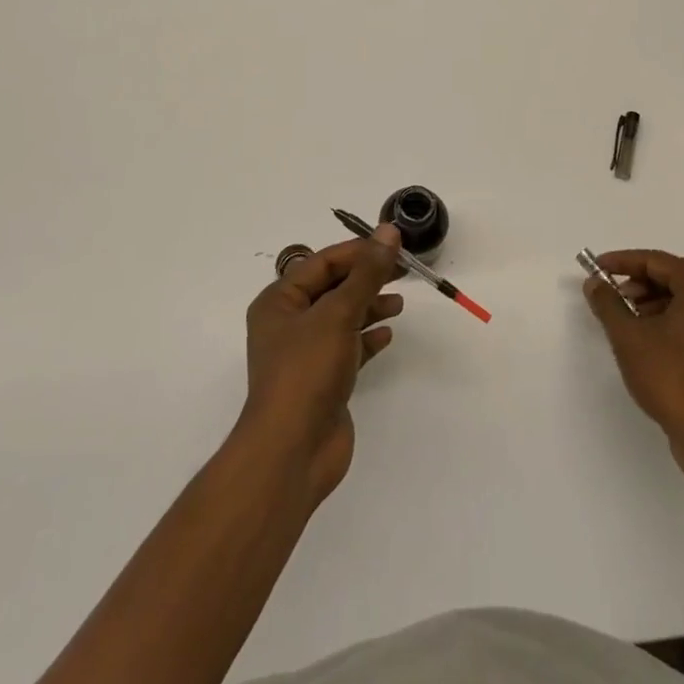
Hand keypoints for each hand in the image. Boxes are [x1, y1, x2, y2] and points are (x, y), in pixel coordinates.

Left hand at [240, 225, 404, 503]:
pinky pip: (348, 347)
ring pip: (342, 317)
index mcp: (279, 301)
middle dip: (366, 278)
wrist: (292, 452)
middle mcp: (288, 323)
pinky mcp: (322, 380)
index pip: (322, 262)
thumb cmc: (307, 371)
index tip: (393, 245)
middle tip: (403, 271)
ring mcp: (305, 354)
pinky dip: (367, 338)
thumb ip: (367, 273)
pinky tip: (388, 334)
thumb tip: (388, 231)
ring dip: (369, 306)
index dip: (358, 251)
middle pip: (332, 288)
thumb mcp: (339, 314)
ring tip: (399, 303)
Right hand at [584, 250, 683, 454]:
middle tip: (614, 295)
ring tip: (628, 319)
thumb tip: (594, 283)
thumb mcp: (628, 337)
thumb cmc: (669, 378)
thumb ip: (608, 303)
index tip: (598, 268)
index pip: (659, 261)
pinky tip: (651, 338)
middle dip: (641, 282)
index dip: (624, 262)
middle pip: (677, 276)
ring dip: (656, 301)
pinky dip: (674, 319)